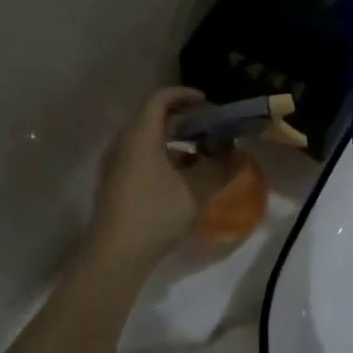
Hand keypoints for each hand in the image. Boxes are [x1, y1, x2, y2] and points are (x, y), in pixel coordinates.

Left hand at [86, 88, 236, 270]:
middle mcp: (123, 143)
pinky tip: (181, 179)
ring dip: (173, 141)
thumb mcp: (197, 190)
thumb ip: (221, 169)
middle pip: (152, 118)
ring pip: (147, 140)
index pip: (160, 98)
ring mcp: (115, 165)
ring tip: (200, 155)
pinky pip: (140, 157)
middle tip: (208, 128)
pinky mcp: (114, 184)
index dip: (185, 95)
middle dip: (183, 119)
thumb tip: (238, 155)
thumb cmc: (156, 214)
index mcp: (141, 135)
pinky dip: (162, 157)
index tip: (208, 103)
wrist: (114, 256)